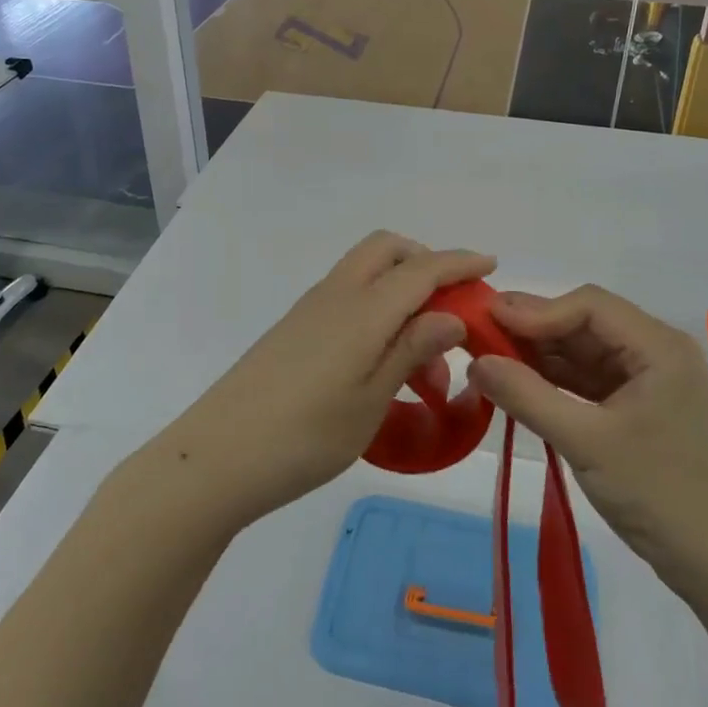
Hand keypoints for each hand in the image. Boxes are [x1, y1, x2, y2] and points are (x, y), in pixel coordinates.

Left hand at [158, 232, 494, 530]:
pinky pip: (347, 298)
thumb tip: (454, 314)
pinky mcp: (294, 329)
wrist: (217, 457)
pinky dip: (376, 309)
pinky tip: (382, 362)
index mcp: (363, 309)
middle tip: (451, 305)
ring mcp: (310, 310)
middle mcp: (336, 295)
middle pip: (386, 249)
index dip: (459, 263)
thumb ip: (412, 349)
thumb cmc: (305, 436)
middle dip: (424, 261)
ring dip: (401, 292)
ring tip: (424, 362)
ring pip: (366, 273)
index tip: (490, 264)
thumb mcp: (371, 399)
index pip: (421, 269)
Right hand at [469, 285, 707, 581]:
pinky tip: (520, 381)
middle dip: (534, 328)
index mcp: (659, 347)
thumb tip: (475, 362)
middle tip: (480, 331)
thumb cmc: (657, 493)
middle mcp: (657, 351)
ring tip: (490, 354)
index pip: (589, 306)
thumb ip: (527, 396)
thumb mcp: (585, 442)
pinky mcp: (639, 405)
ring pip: (585, 350)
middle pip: (586, 323)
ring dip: (541, 353)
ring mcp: (649, 379)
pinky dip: (555, 379)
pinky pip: (590, 378)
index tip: (488, 320)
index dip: (537, 310)